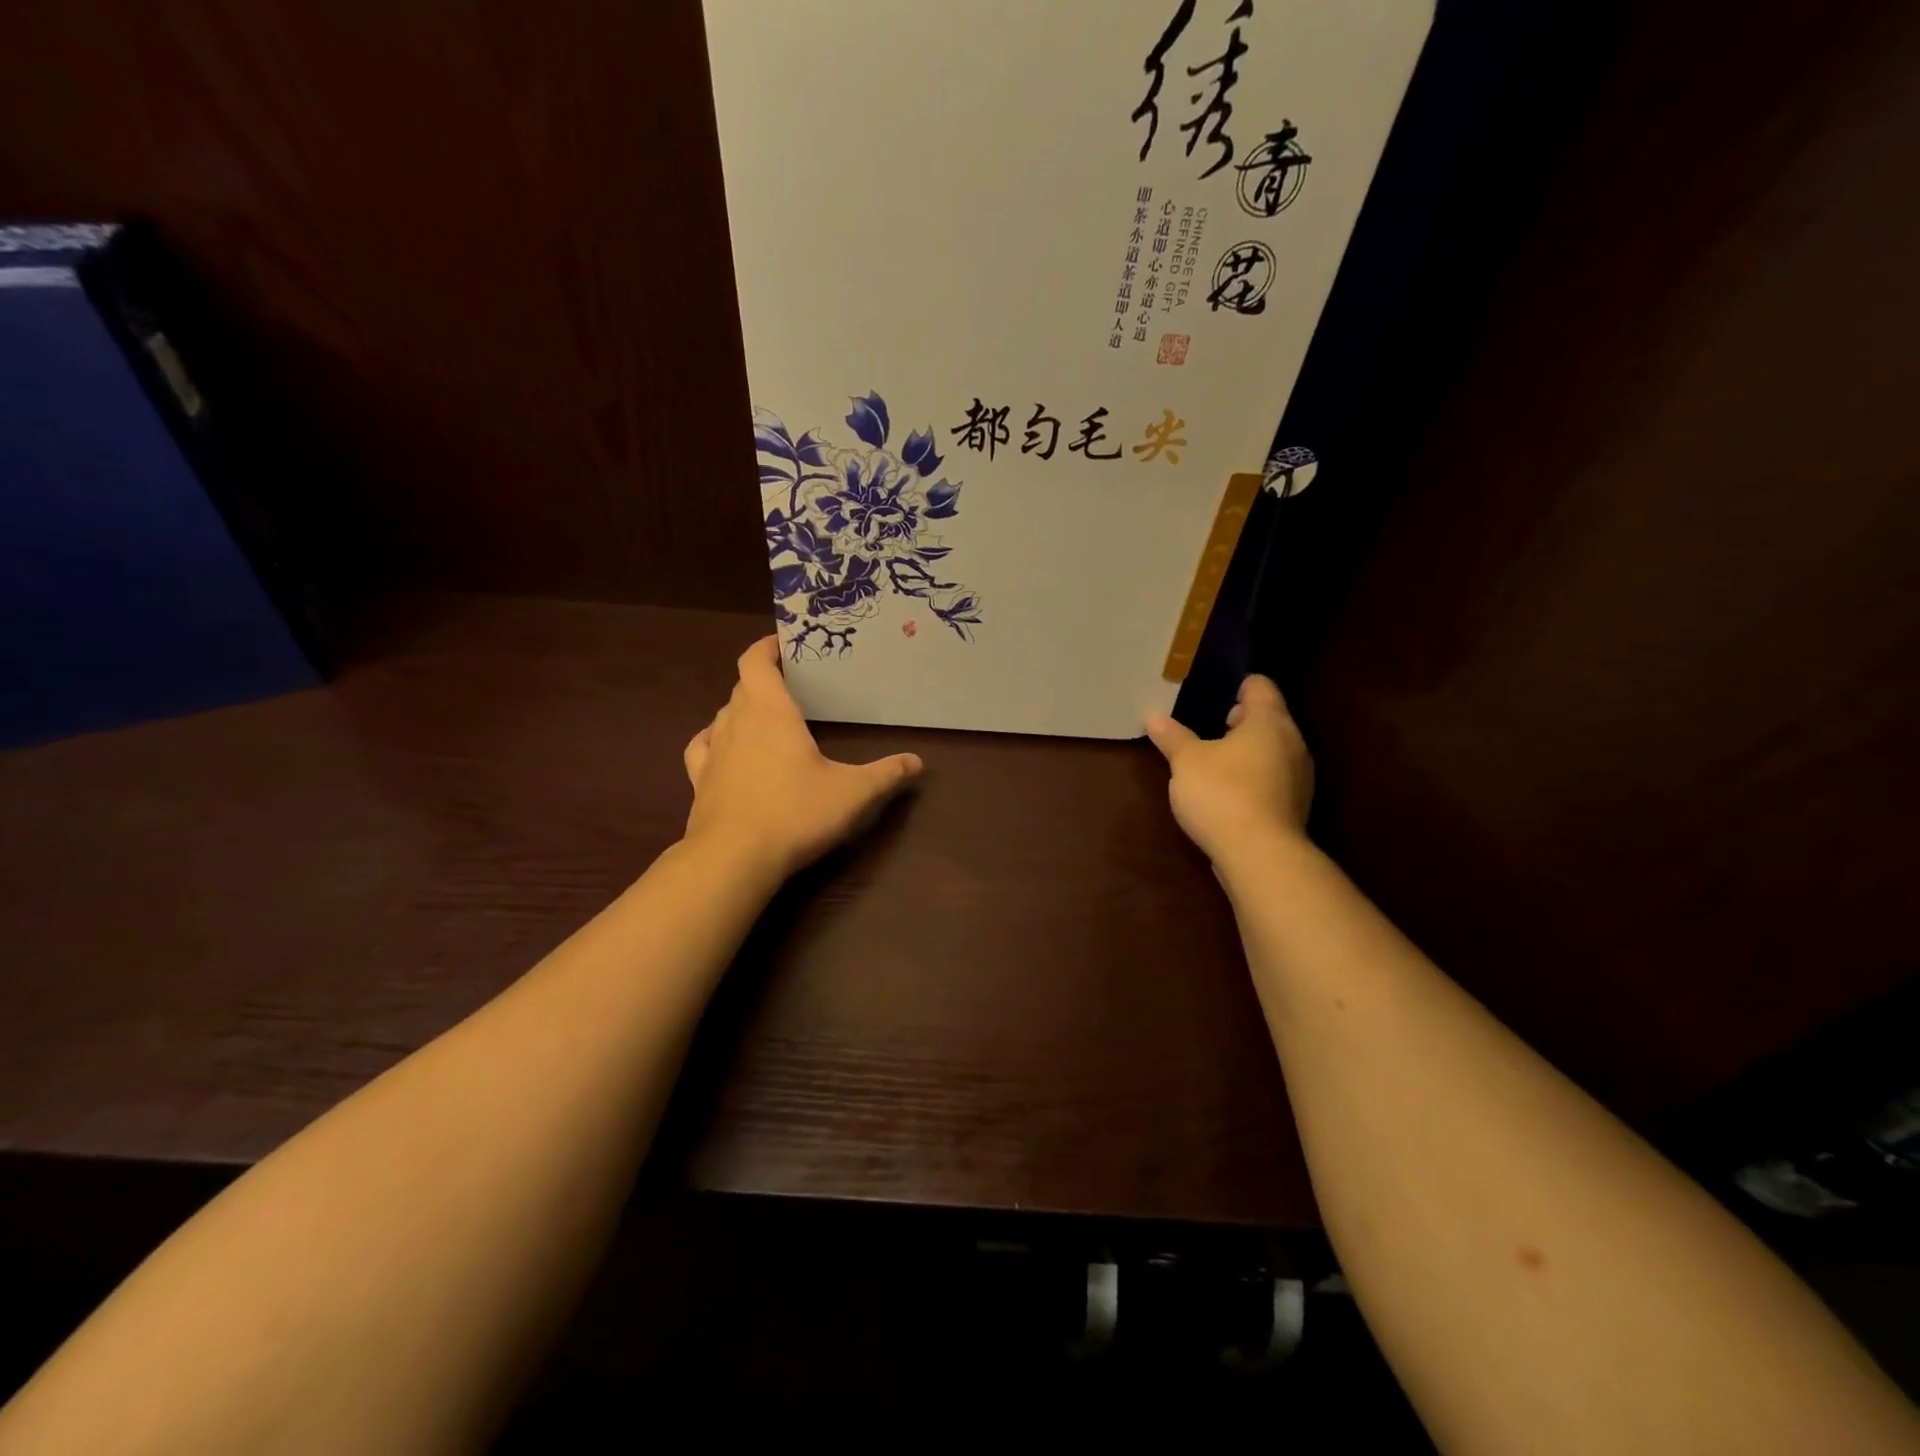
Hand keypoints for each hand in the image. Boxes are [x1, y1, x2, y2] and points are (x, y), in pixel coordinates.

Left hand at [683, 637, 924, 880]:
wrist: (733, 859)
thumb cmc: (795, 813)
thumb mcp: (853, 793)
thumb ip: (886, 774)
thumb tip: (917, 762)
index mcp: (771, 712)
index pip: (756, 661)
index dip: (767, 647)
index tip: (785, 643)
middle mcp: (737, 722)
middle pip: (743, 686)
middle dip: (764, 679)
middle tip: (793, 686)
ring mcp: (713, 751)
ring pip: (723, 714)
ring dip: (742, 709)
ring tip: (766, 718)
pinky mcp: (699, 781)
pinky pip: (703, 746)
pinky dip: (715, 739)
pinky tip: (725, 748)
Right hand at [1144, 674, 1313, 865]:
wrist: (1259, 856)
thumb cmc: (1222, 793)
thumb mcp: (1186, 761)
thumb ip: (1172, 736)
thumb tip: (1153, 715)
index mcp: (1269, 721)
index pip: (1260, 686)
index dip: (1237, 684)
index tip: (1213, 690)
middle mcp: (1292, 743)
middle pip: (1268, 718)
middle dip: (1239, 720)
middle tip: (1206, 725)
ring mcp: (1298, 777)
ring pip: (1272, 750)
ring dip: (1246, 751)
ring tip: (1212, 759)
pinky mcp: (1294, 806)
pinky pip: (1272, 778)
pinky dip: (1252, 776)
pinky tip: (1226, 791)